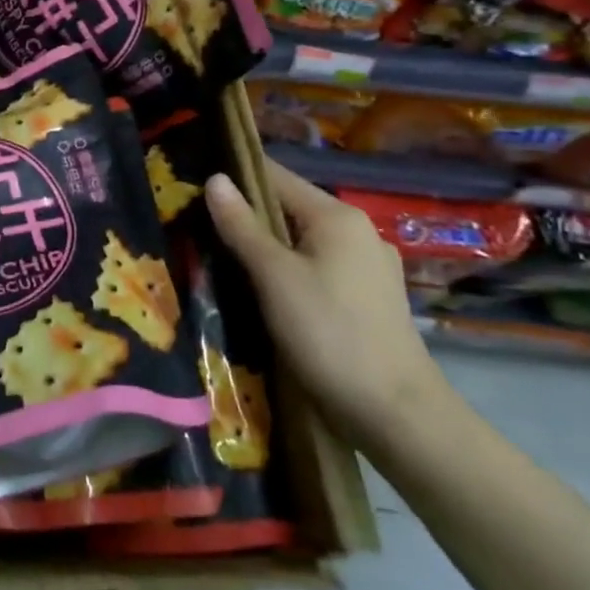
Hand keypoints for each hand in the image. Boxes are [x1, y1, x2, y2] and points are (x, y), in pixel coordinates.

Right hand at [204, 160, 446, 447]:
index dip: (235, 177)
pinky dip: (290, 270)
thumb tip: (214, 178)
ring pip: (303, 241)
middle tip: (200, 227)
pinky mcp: (370, 298)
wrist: (396, 413)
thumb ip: (241, 225)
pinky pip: (318, 268)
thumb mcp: (273, 275)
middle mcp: (358, 231)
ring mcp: (369, 266)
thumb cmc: (329, 333)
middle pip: (290, 209)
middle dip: (248, 216)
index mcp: (337, 216)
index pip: (275, 176)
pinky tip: (267, 291)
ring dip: (267, 246)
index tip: (194, 186)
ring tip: (225, 259)